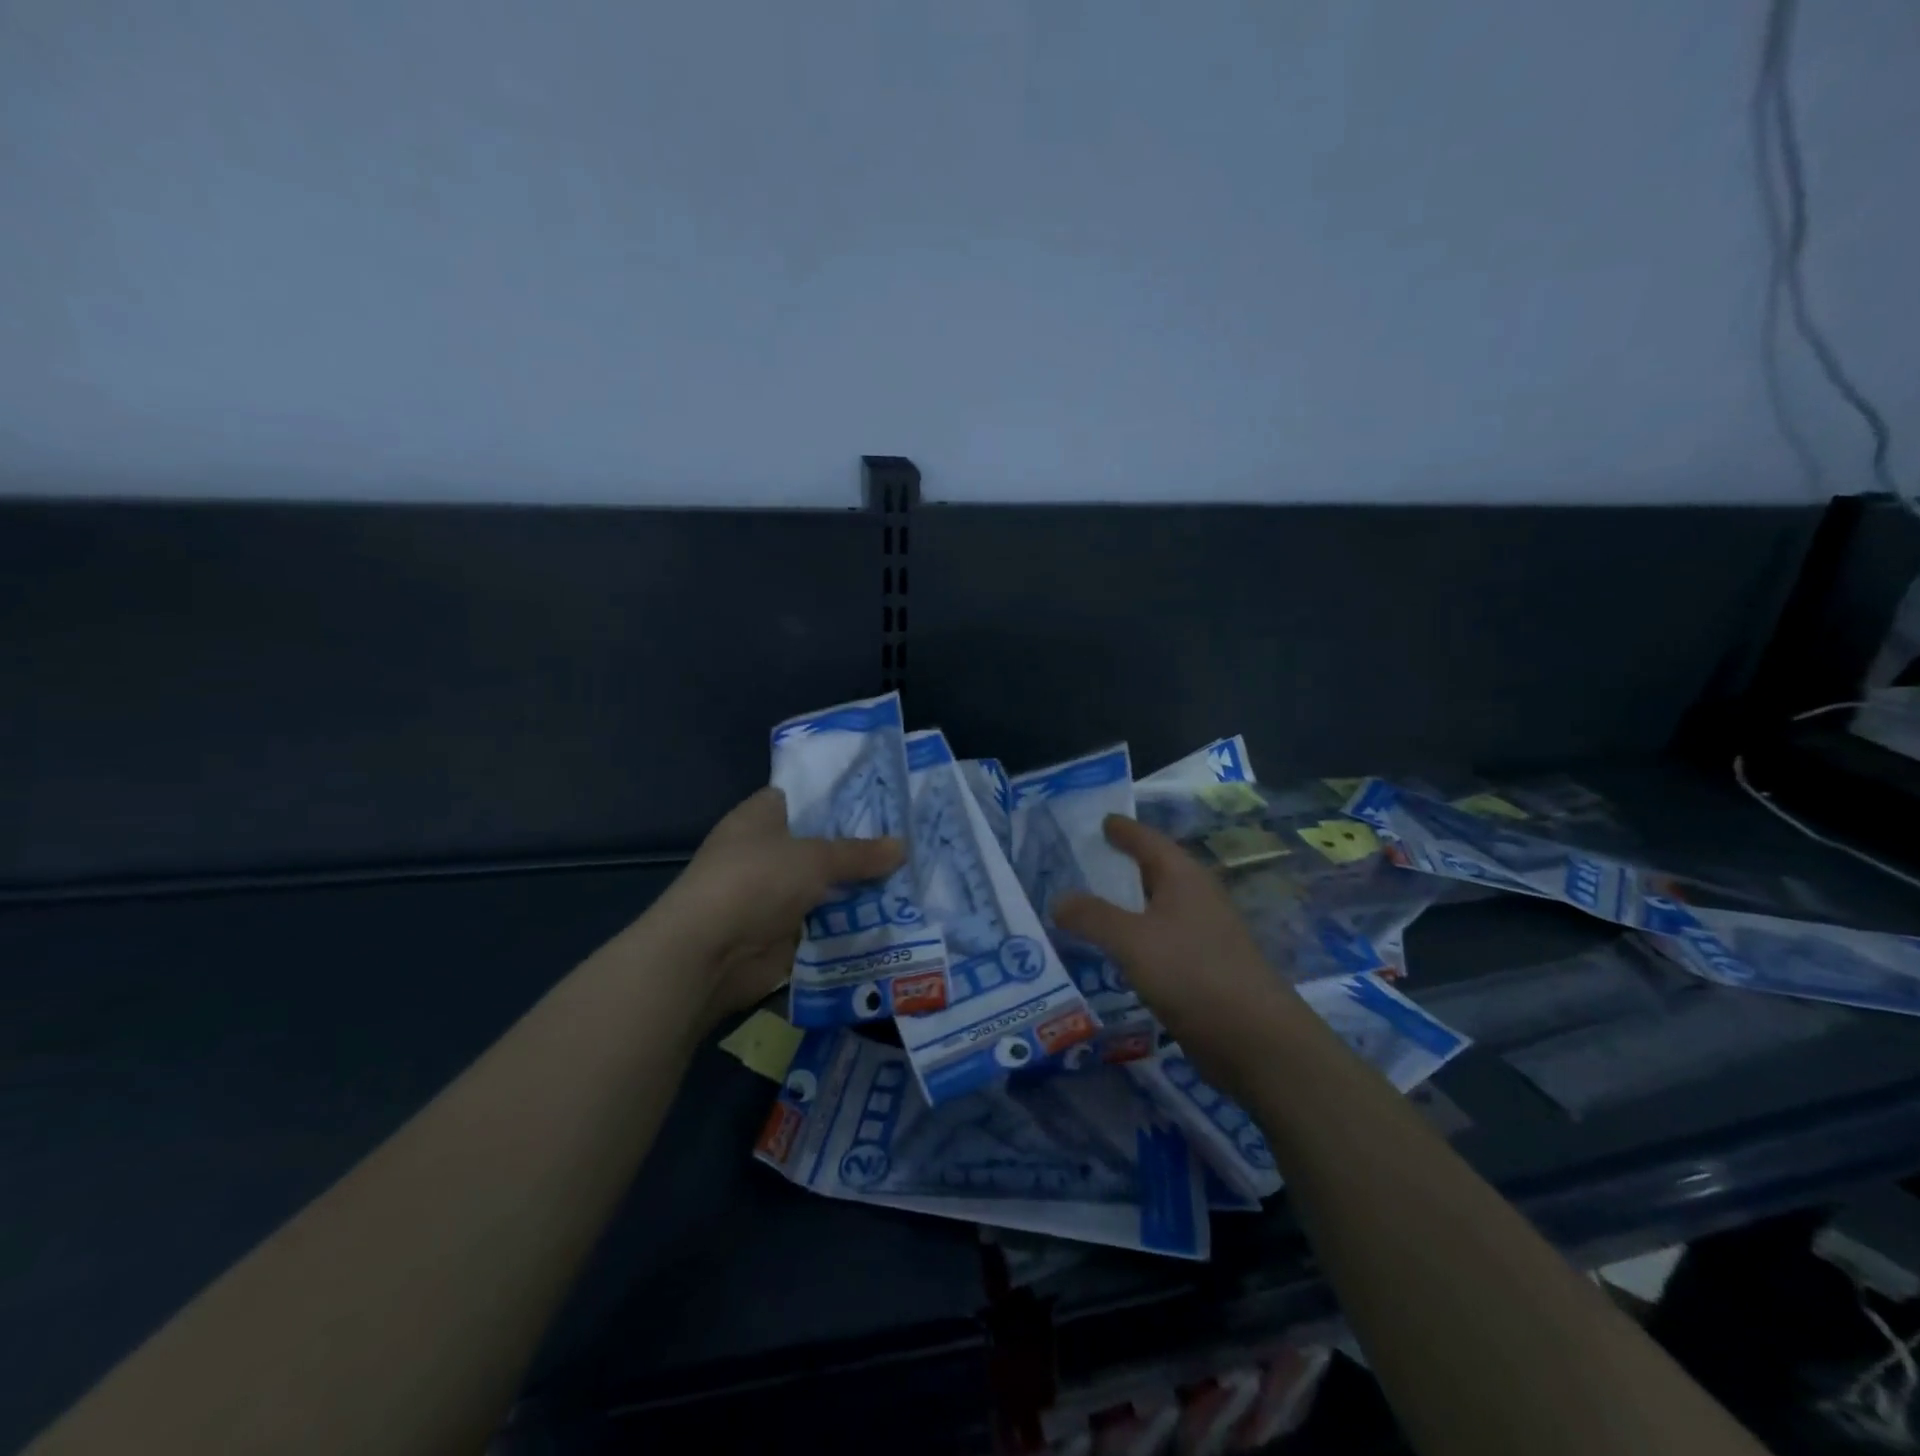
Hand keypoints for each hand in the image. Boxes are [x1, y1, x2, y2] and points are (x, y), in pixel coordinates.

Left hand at [661, 787, 904, 1030]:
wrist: (709, 953)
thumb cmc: (756, 881)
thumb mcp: (815, 858)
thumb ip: (859, 853)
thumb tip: (903, 847)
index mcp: (762, 816)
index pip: (806, 796)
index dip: (842, 796)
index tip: (884, 798)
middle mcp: (767, 850)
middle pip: (822, 843)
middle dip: (862, 846)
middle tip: (911, 839)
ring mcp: (774, 892)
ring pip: (828, 884)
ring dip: (861, 887)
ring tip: (914, 877)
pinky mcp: (784, 930)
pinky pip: (827, 920)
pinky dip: (852, 921)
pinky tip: (895, 914)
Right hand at [1054, 815, 1302, 1092]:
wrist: (1255, 1039)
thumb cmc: (1193, 973)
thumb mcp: (1132, 940)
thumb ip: (1092, 916)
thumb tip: (1058, 899)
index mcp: (1184, 877)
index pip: (1148, 840)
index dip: (1123, 829)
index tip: (1101, 820)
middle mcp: (1196, 898)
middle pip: (1153, 871)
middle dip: (1120, 865)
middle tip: (1082, 861)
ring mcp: (1202, 934)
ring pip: (1155, 908)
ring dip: (1125, 905)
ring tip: (1088, 905)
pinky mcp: (1202, 969)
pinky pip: (1159, 940)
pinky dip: (1134, 938)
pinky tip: (1114, 951)